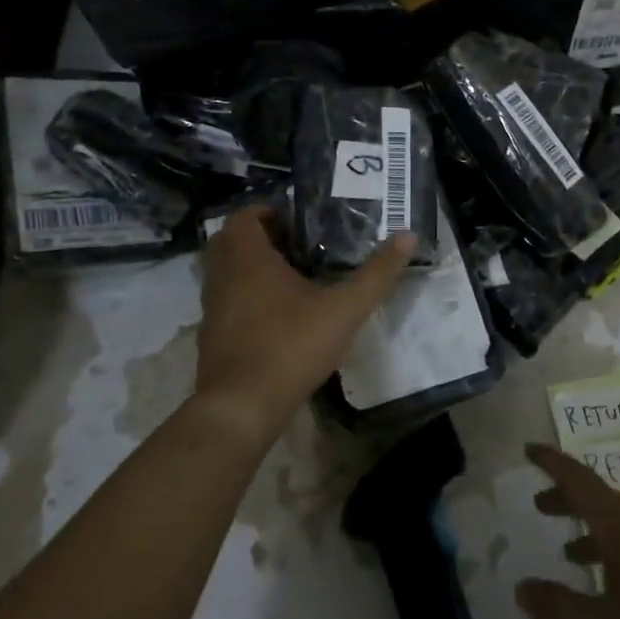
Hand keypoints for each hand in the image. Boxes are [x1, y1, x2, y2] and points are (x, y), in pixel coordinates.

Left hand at [194, 207, 415, 444]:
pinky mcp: (211, 335)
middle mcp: (222, 275)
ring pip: (226, 273)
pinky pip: (227, 302)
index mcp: (247, 257)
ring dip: (252, 269)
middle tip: (298, 246)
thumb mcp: (344, 308)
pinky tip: (277, 316)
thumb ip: (377, 273)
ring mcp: (212, 307)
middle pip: (232, 241)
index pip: (245, 215)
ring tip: (292, 277)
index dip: (269, 212)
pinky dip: (245, 298)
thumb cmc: (291, 345)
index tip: (299, 221)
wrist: (242, 406)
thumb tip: (408, 236)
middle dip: (261, 238)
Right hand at [517, 443, 619, 618]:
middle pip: (601, 499)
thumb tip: (521, 586)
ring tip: (572, 553)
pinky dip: (618, 550)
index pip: (579, 480)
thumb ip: (559, 609)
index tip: (529, 449)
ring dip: (593, 529)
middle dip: (568, 498)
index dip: (552, 464)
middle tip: (541, 505)